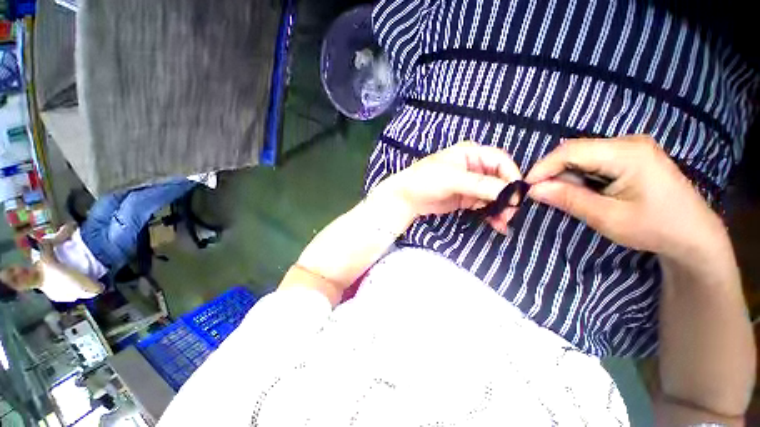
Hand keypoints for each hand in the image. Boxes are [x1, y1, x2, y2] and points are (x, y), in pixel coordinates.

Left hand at [378, 141, 521, 233]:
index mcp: (472, 153)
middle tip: (509, 214)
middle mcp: (475, 167)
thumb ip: (480, 184)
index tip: (517, 196)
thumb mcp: (452, 179)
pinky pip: (485, 204)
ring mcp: (472, 184)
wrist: (407, 197)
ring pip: (494, 194)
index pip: (501, 161)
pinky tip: (495, 223)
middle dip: (507, 196)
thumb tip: (509, 192)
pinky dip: (491, 213)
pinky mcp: (467, 198)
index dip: (512, 176)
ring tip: (501, 223)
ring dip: (501, 207)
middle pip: (500, 179)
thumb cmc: (425, 180)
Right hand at [525, 135, 727, 260]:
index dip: (543, 167)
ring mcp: (630, 148)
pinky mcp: (630, 156)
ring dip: (566, 176)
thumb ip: (568, 200)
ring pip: (582, 156)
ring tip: (566, 198)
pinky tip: (583, 192)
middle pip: (575, 151)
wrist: (693, 235)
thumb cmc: (656, 229)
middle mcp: (628, 142)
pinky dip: (579, 177)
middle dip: (554, 173)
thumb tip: (533, 190)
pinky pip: (593, 161)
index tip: (525, 187)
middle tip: (543, 196)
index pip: (572, 151)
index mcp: (628, 153)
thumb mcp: (608, 218)